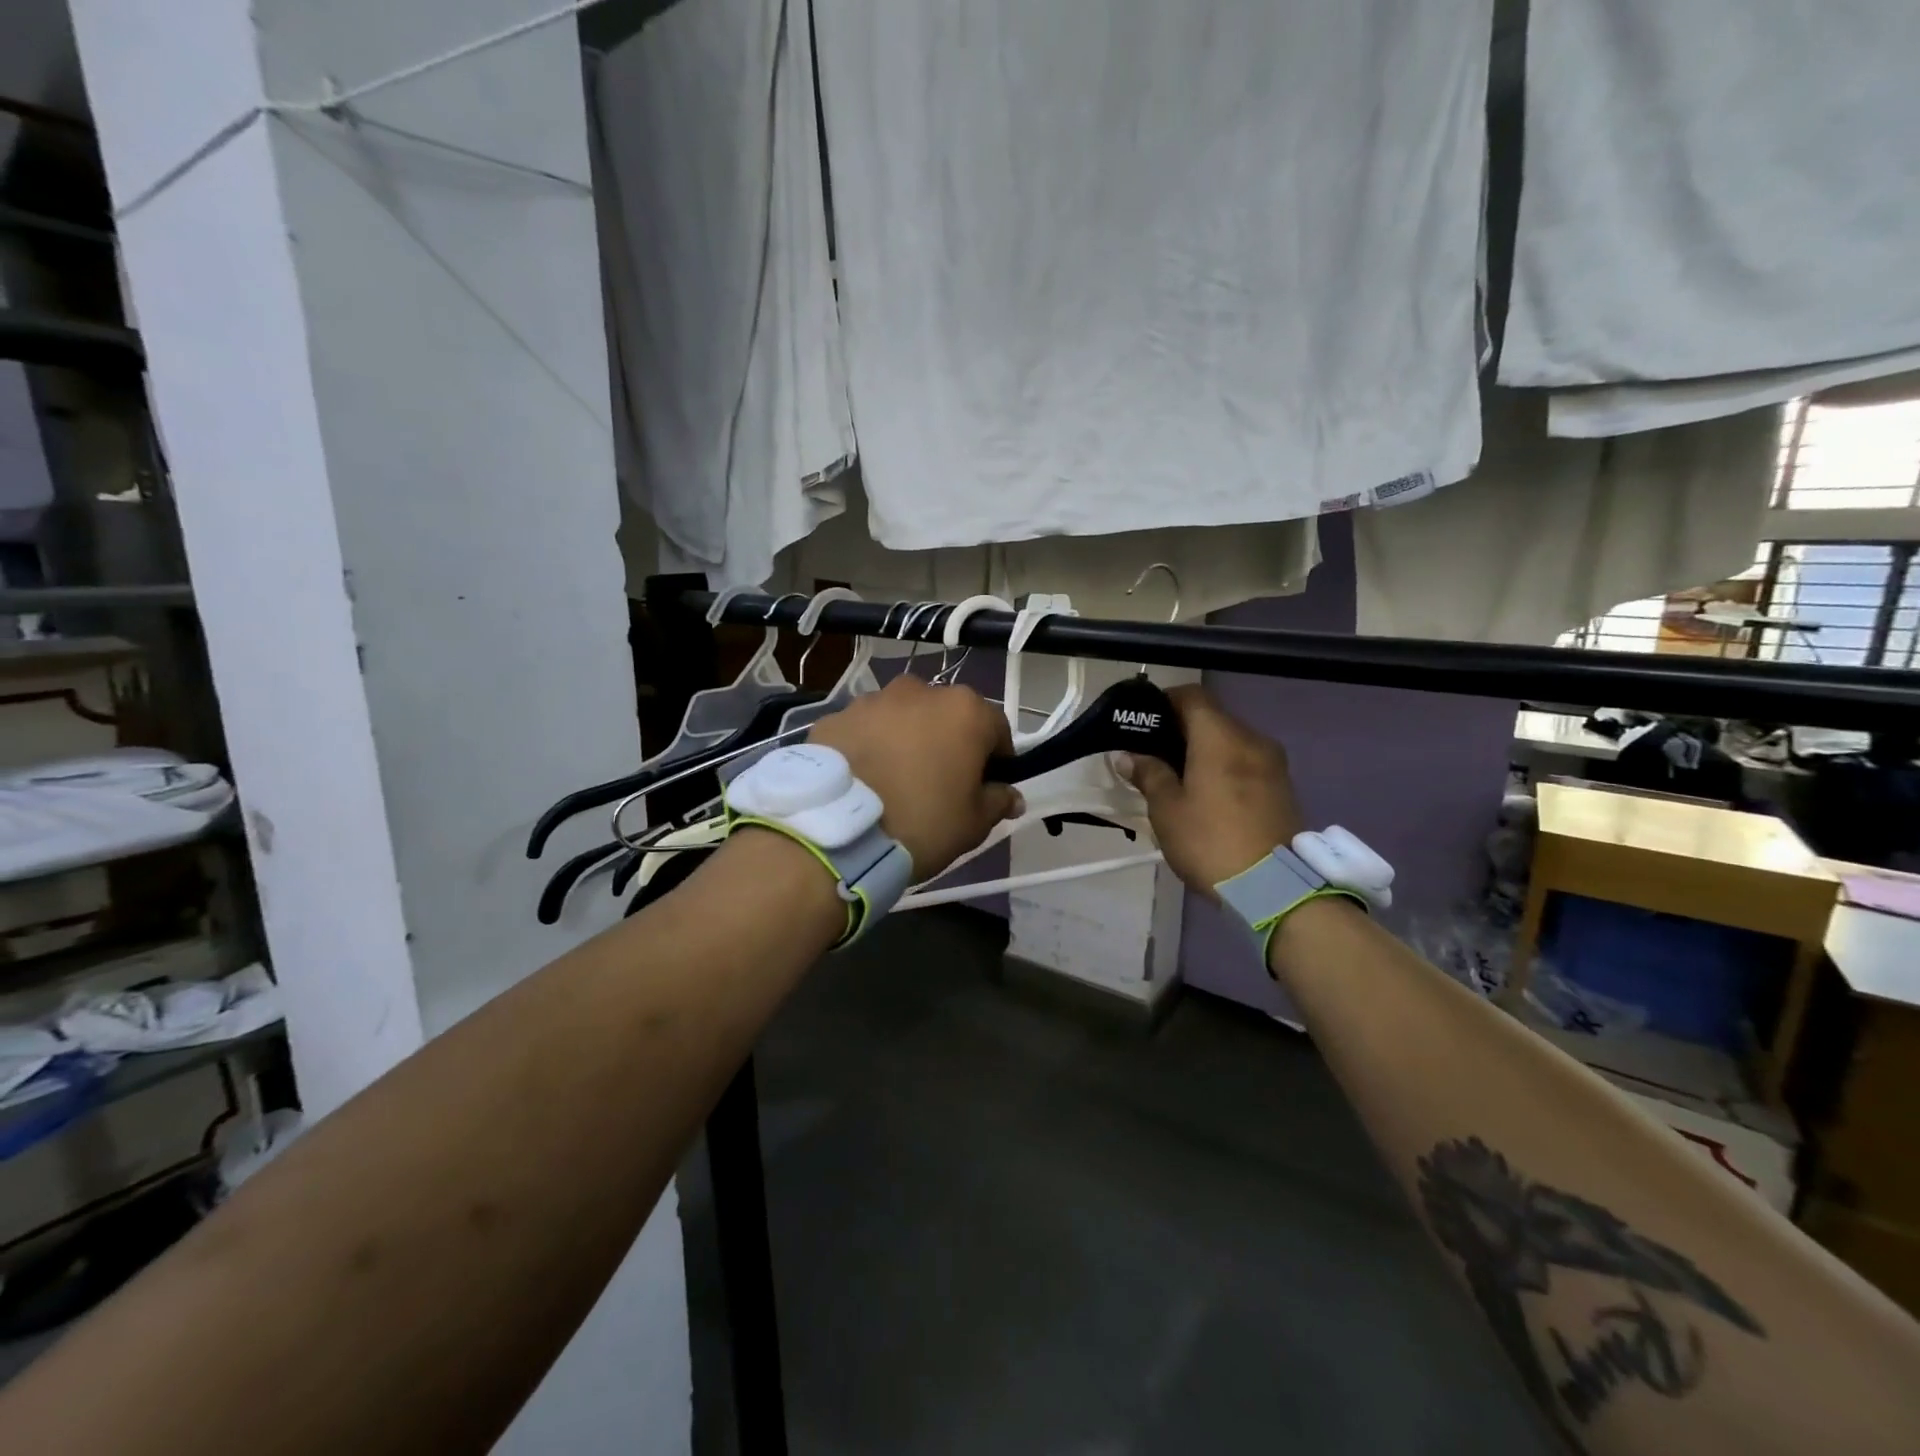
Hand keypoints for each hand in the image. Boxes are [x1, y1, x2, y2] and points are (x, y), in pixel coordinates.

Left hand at [807, 675, 1022, 879]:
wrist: (837, 832)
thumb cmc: (921, 823)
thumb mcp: (973, 823)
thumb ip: (998, 801)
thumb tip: (1011, 795)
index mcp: (964, 710)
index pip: (997, 730)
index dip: (997, 760)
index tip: (986, 787)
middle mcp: (920, 691)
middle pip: (946, 716)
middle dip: (948, 743)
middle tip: (938, 783)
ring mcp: (872, 700)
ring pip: (902, 719)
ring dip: (906, 740)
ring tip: (893, 781)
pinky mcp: (834, 717)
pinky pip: (863, 730)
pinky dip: (868, 747)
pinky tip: (862, 780)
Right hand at [1114, 685, 1303, 894]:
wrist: (1274, 887)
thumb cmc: (1210, 840)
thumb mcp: (1167, 809)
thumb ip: (1149, 774)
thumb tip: (1129, 755)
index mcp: (1220, 736)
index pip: (1192, 696)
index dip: (1164, 701)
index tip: (1142, 721)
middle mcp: (1252, 739)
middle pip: (1212, 718)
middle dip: (1181, 730)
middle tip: (1152, 753)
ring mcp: (1273, 763)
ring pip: (1231, 741)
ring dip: (1204, 750)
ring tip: (1177, 776)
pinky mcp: (1283, 786)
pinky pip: (1246, 762)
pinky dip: (1224, 767)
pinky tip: (1206, 793)